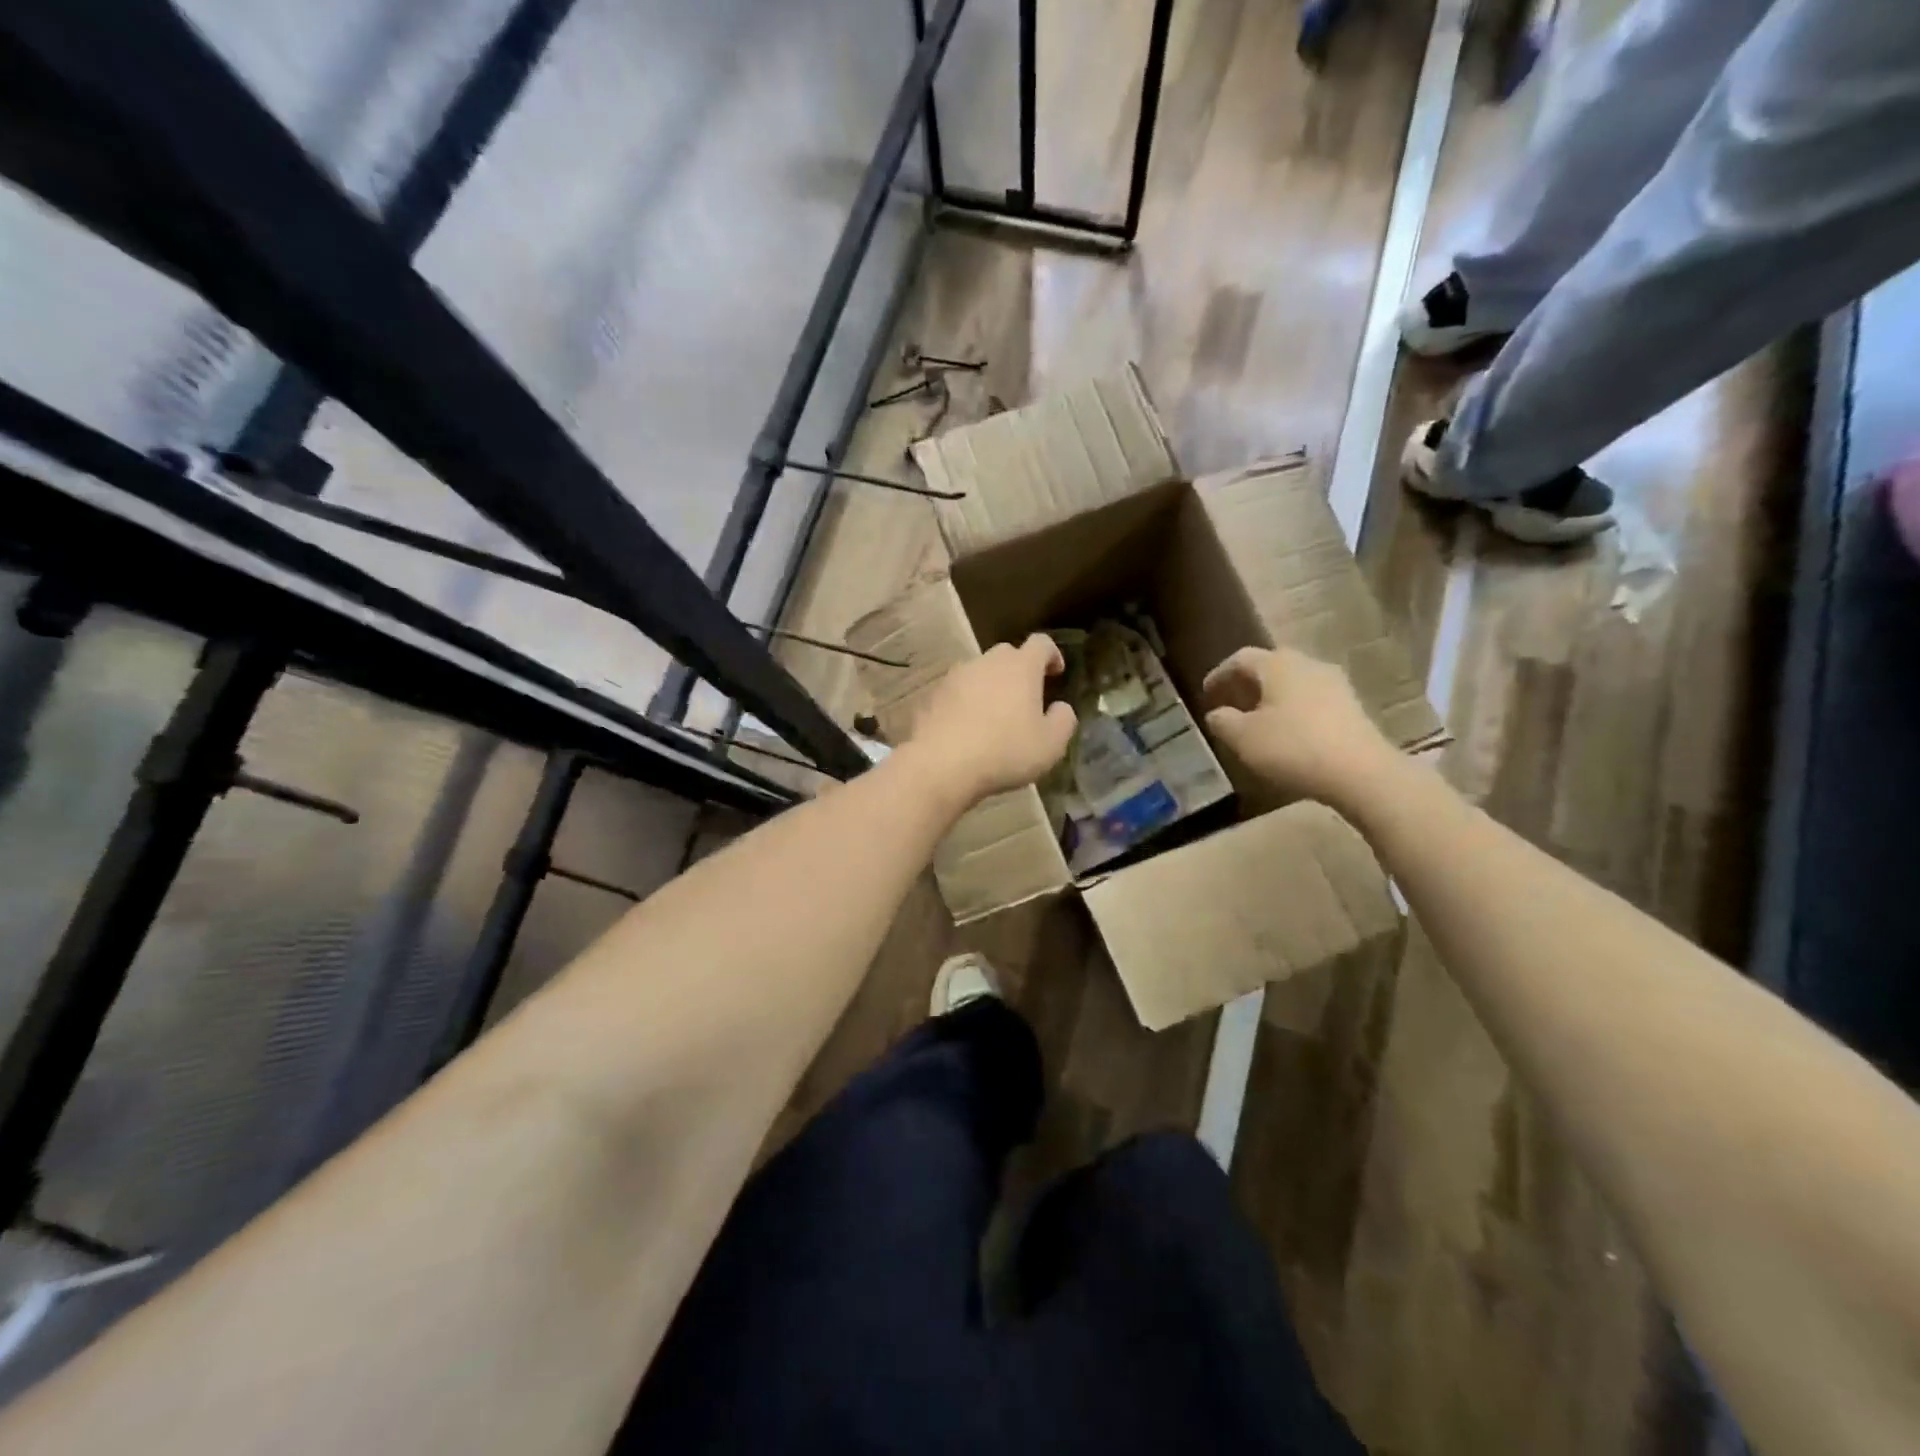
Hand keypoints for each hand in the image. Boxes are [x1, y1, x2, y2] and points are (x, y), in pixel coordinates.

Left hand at [906, 635, 1076, 804]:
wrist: (940, 764)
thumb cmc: (1004, 752)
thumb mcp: (1050, 745)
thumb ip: (1063, 721)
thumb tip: (1060, 708)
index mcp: (1021, 667)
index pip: (1041, 644)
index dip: (1051, 654)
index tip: (1056, 672)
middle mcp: (987, 662)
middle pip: (1007, 655)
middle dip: (1019, 671)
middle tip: (1025, 698)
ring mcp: (955, 676)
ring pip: (978, 673)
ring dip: (989, 687)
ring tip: (993, 717)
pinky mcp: (932, 695)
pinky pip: (955, 693)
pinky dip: (965, 704)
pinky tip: (966, 729)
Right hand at [1202, 646, 1395, 808]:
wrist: (1360, 772)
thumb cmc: (1292, 747)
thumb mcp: (1243, 738)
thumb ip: (1222, 721)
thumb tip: (1216, 713)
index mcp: (1278, 664)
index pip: (1241, 658)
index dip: (1219, 674)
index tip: (1206, 693)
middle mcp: (1308, 664)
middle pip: (1270, 666)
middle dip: (1247, 684)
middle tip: (1231, 703)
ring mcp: (1335, 684)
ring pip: (1293, 683)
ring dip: (1272, 697)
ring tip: (1258, 720)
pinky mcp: (1352, 706)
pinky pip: (1312, 700)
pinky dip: (1293, 710)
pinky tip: (1287, 732)